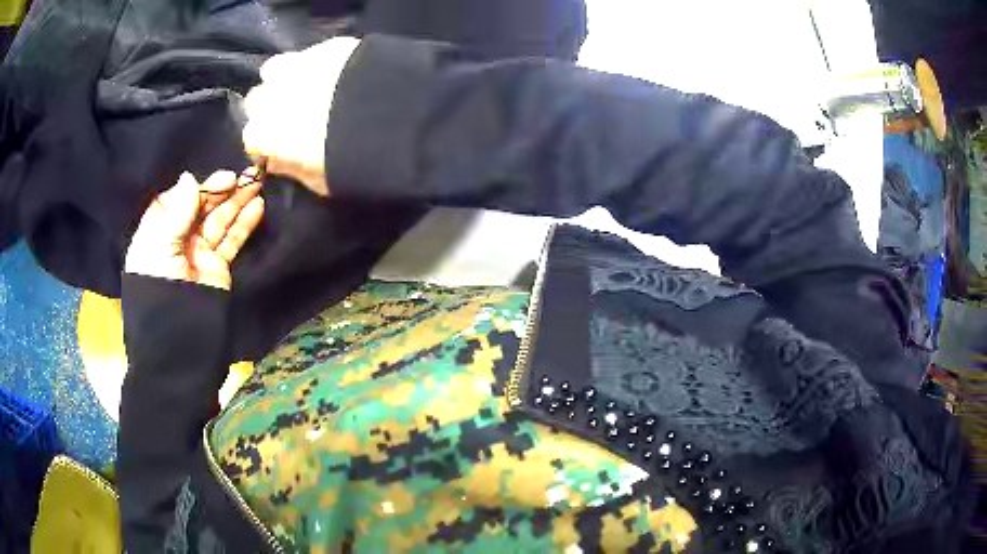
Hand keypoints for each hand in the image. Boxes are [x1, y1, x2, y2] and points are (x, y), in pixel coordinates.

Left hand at [125, 170, 264, 290]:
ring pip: (219, 220)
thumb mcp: (160, 247)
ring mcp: (198, 253)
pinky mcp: (217, 267)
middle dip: (222, 190)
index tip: (220, 178)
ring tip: (257, 182)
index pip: (178, 200)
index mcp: (156, 233)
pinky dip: (244, 223)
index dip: (198, 187)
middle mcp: (177, 239)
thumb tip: (189, 177)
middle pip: (200, 207)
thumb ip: (176, 212)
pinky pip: (231, 239)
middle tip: (245, 175)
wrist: (178, 341)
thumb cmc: (159, 289)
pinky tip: (257, 206)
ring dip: (237, 201)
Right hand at [242, 37, 359, 196]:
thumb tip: (277, 160)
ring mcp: (295, 65)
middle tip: (294, 118)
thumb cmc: (346, 159)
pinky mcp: (324, 46)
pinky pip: (311, 54)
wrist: (386, 116)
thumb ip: (290, 168)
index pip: (252, 140)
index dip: (267, 145)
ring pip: (275, 70)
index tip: (281, 149)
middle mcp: (268, 95)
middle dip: (270, 109)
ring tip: (309, 90)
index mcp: (261, 132)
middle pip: (258, 101)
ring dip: (285, 80)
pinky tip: (337, 75)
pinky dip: (317, 64)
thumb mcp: (317, 181)